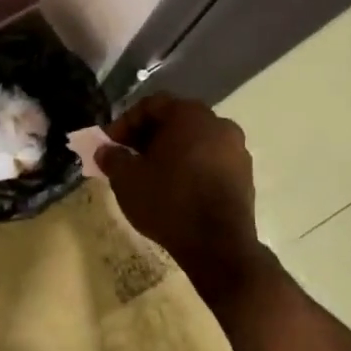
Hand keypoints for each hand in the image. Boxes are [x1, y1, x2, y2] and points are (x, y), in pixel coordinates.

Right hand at [98, 95, 270, 302]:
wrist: (218, 245)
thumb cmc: (168, 202)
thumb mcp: (126, 179)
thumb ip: (112, 158)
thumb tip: (105, 150)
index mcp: (189, 115)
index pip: (150, 106)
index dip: (124, 123)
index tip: (109, 145)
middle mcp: (218, 123)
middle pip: (174, 121)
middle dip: (147, 137)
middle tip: (126, 157)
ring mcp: (236, 149)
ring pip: (194, 141)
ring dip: (169, 152)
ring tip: (149, 175)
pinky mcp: (244, 174)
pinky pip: (210, 160)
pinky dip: (190, 166)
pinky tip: (175, 188)